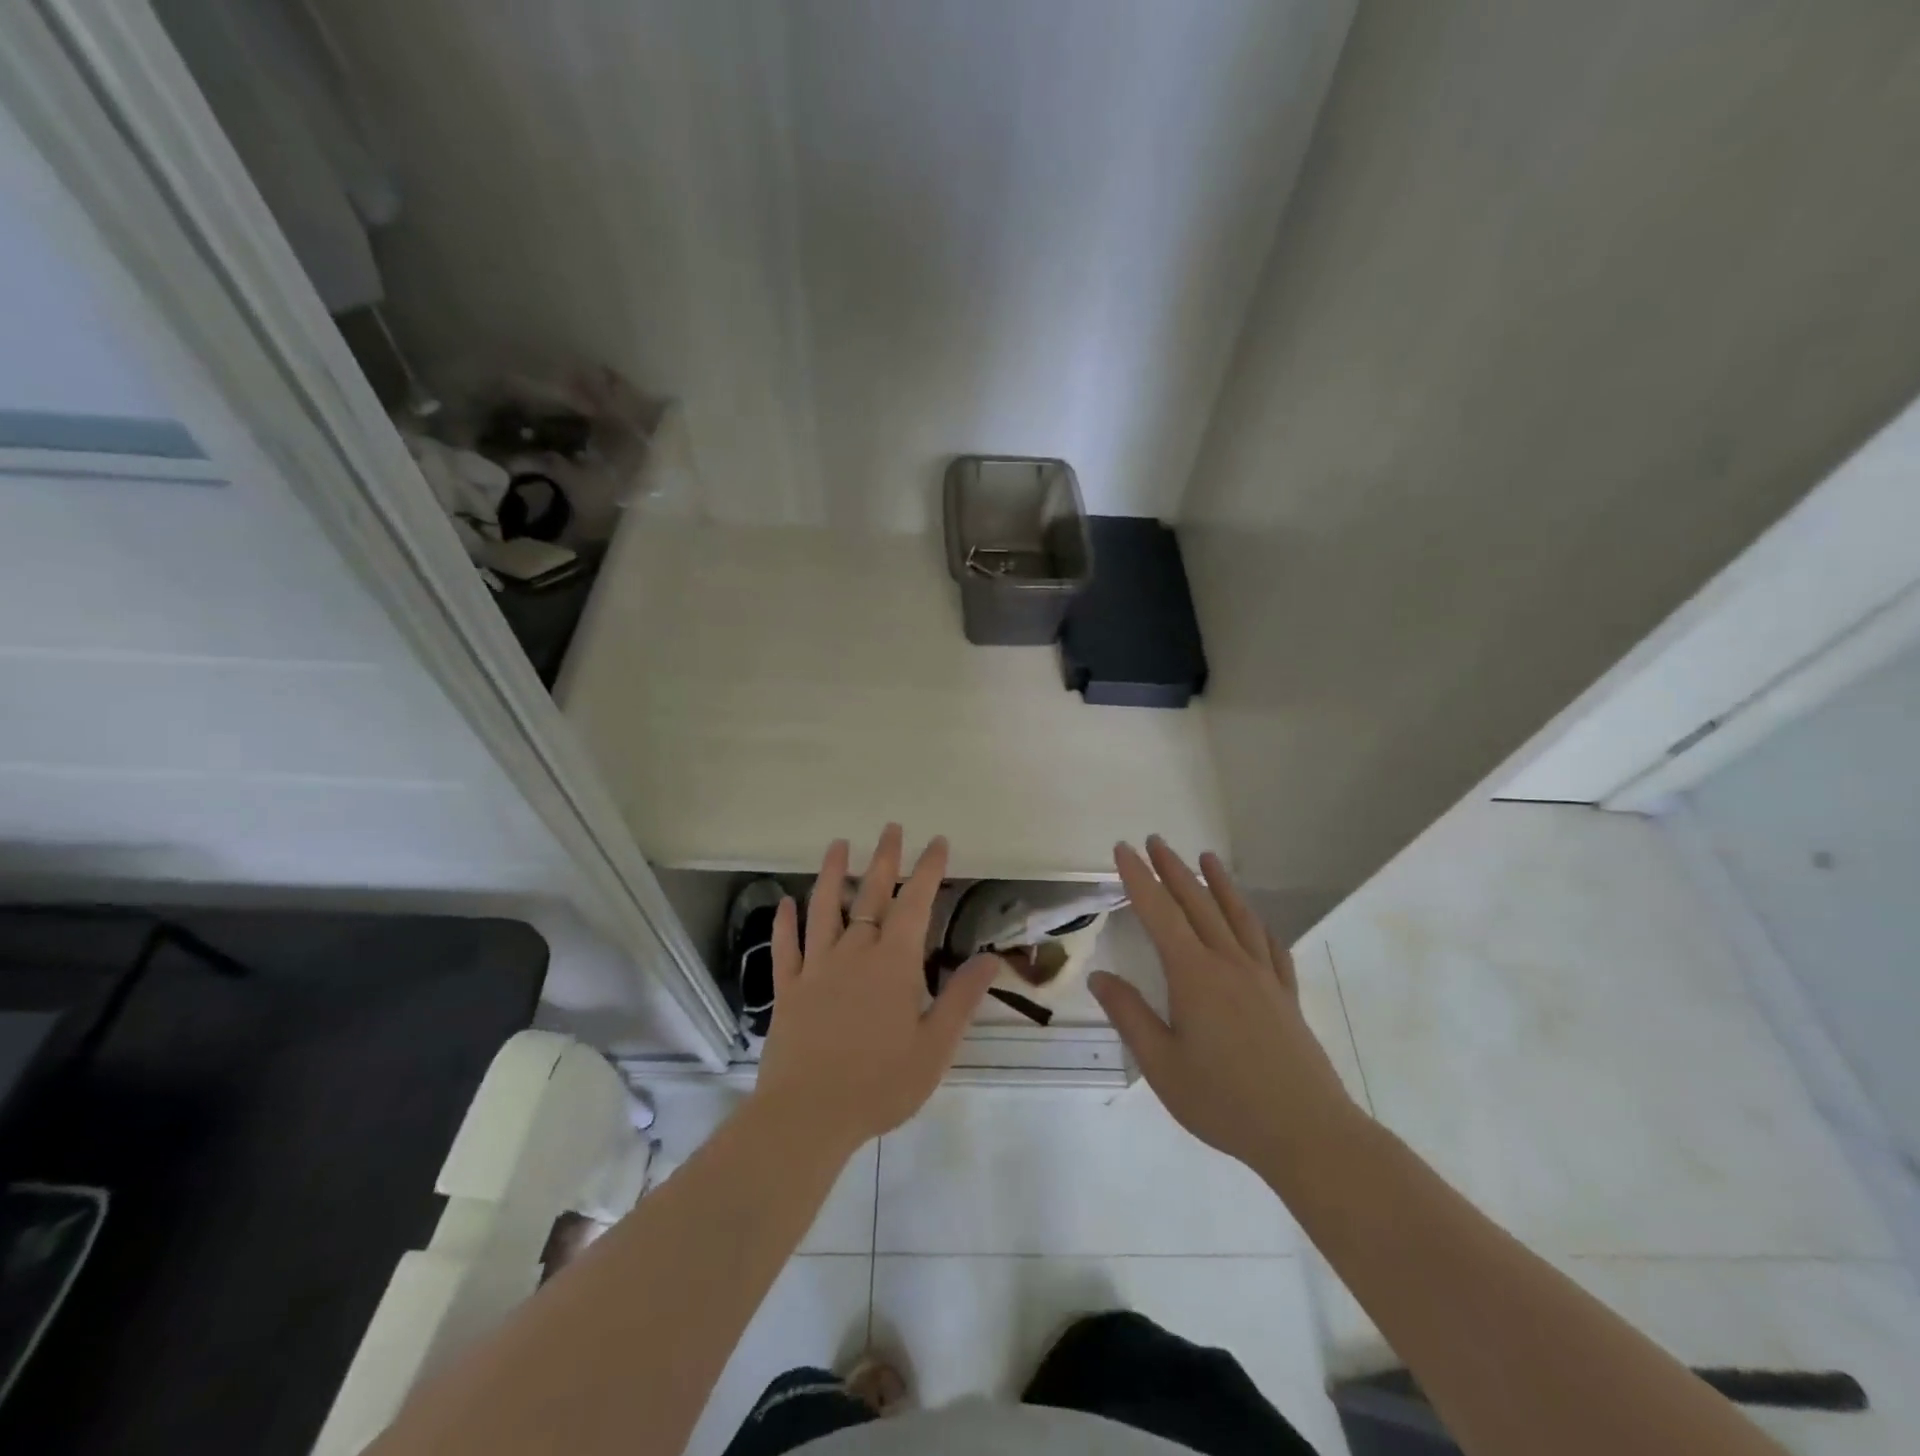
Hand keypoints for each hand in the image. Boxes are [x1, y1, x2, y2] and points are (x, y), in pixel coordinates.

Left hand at [752, 825, 999, 1153]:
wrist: (808, 1116)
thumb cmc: (880, 1084)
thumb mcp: (935, 1047)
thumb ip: (962, 998)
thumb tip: (991, 958)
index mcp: (893, 964)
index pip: (915, 904)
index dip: (928, 870)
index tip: (937, 842)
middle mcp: (854, 953)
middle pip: (870, 895)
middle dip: (884, 859)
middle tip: (890, 828)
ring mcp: (816, 968)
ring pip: (823, 909)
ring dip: (830, 874)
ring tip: (837, 845)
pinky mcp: (787, 990)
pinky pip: (785, 948)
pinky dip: (785, 922)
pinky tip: (784, 902)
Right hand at [1089, 837, 1360, 1176]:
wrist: (1307, 1133)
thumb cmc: (1225, 1101)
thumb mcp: (1162, 1065)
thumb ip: (1130, 1016)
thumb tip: (1100, 977)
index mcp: (1194, 975)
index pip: (1159, 913)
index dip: (1139, 878)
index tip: (1123, 849)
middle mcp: (1229, 963)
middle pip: (1197, 903)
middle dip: (1173, 869)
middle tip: (1155, 841)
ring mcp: (1263, 977)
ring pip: (1236, 916)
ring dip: (1217, 883)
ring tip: (1205, 857)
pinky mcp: (1286, 996)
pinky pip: (1270, 946)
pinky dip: (1256, 923)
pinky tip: (1254, 919)